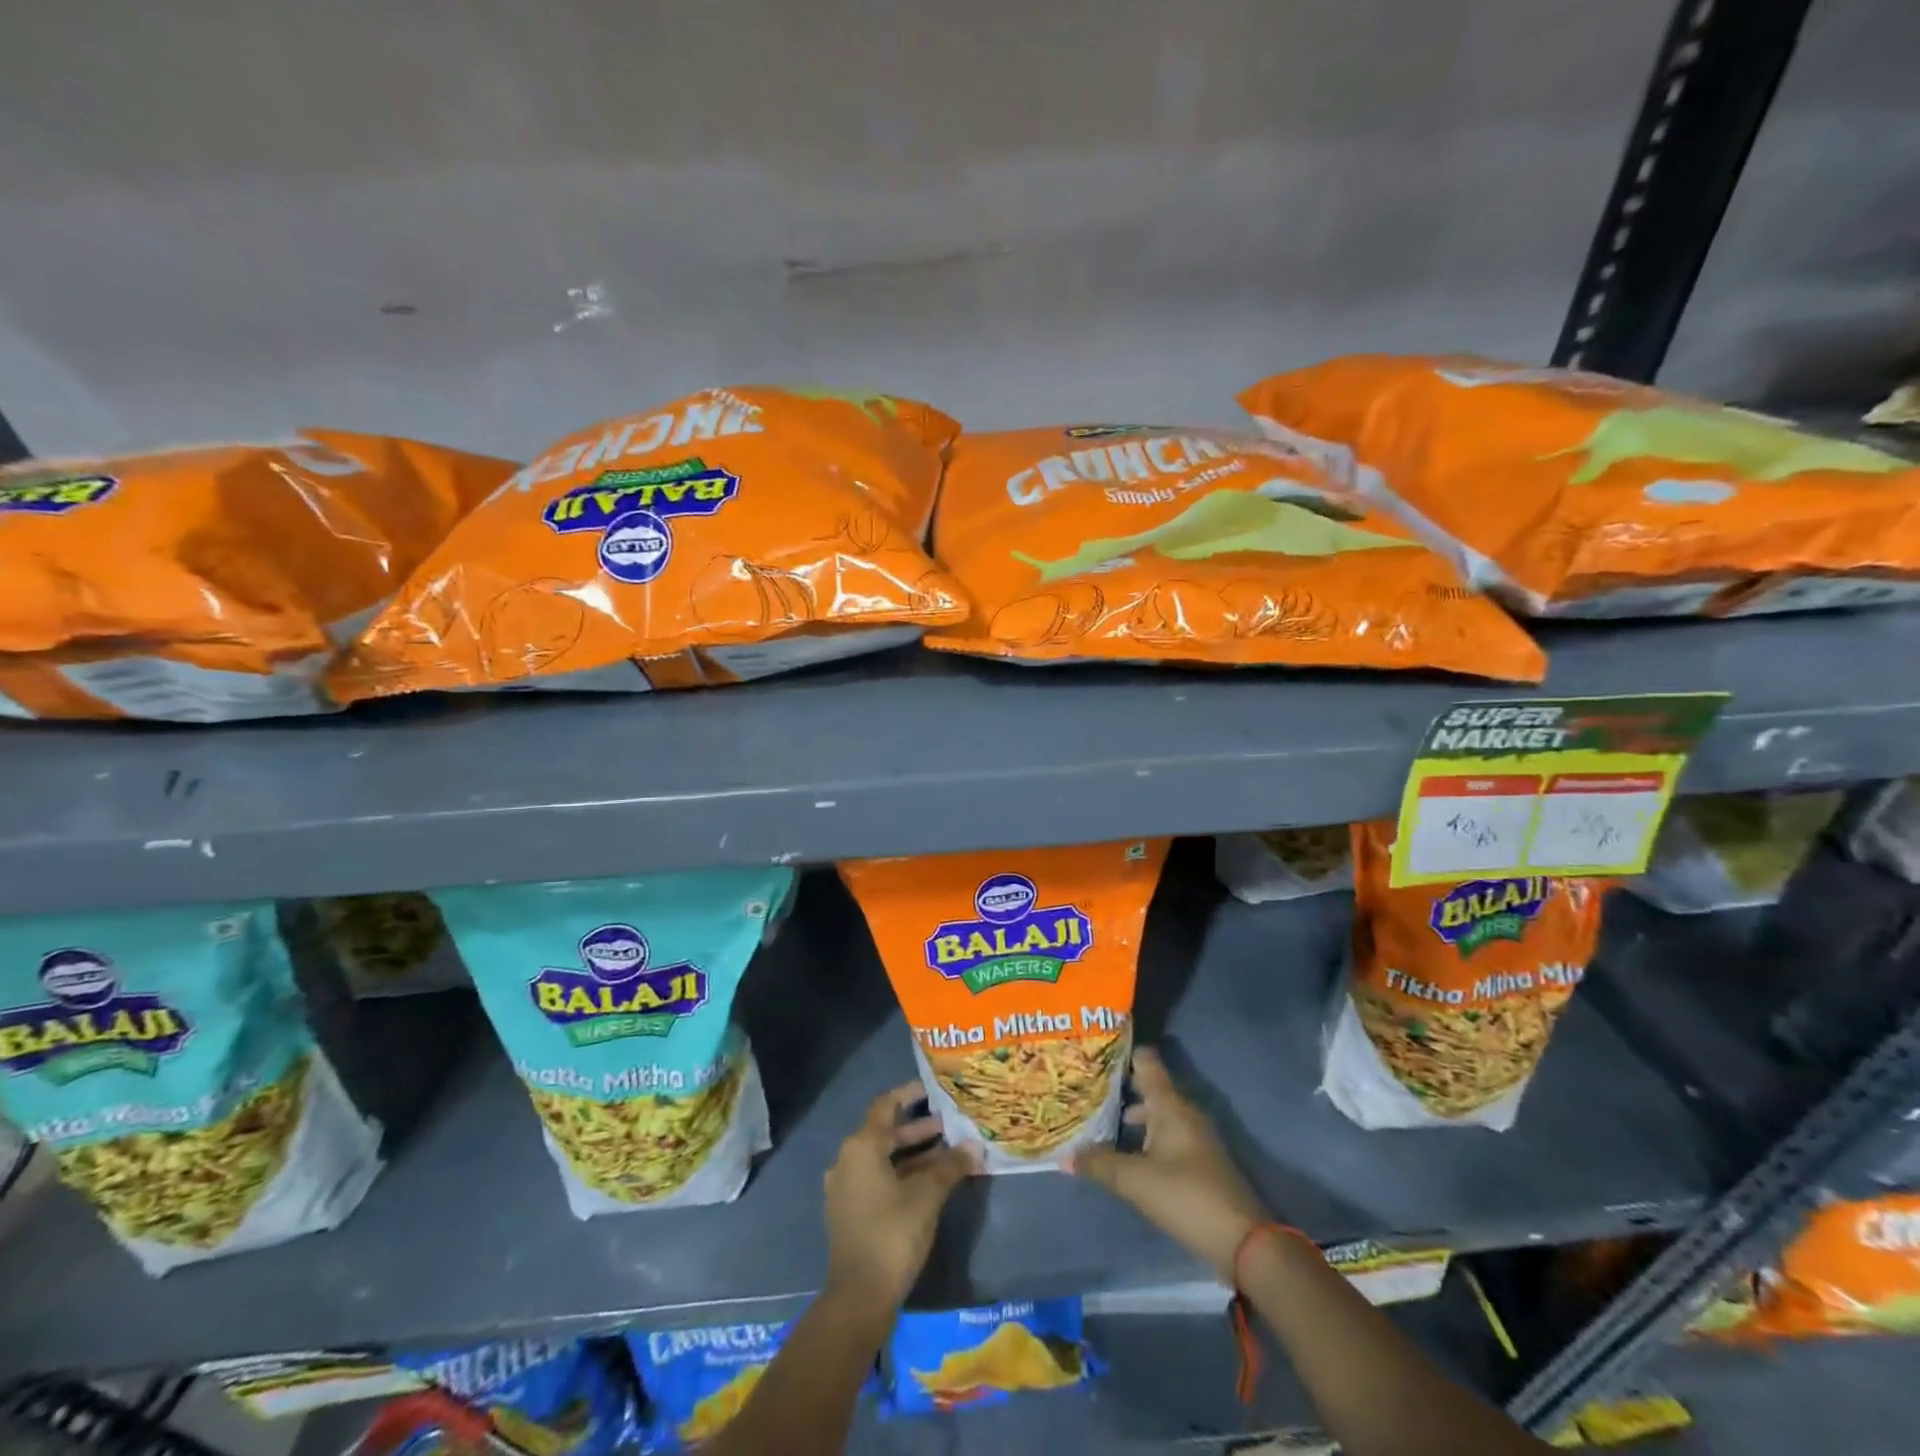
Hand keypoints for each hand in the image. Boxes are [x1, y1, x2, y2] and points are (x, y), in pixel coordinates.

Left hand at [824, 1082, 982, 1308]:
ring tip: (947, 1152)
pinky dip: (901, 1173)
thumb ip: (950, 1166)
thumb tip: (975, 1146)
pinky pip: (877, 1178)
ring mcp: (846, 1187)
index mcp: (861, 1146)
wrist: (859, 1297)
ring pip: (883, 1158)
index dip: (909, 1094)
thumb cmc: (893, 1234)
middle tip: (949, 1123)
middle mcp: (848, 1160)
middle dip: (918, 1128)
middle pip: (885, 1132)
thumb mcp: (927, 1196)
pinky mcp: (850, 1211)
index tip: (933, 1089)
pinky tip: (929, 1182)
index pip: (885, 1106)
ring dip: (913, 1153)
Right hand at [1070, 1047, 1268, 1279]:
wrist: (1243, 1242)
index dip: (1122, 1054)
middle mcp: (1184, 1113)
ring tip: (1099, 1124)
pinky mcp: (1200, 1162)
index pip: (1146, 1062)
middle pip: (1149, 1089)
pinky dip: (1145, 1138)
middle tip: (1086, 1090)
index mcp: (1170, 1105)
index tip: (1093, 1052)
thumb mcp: (1135, 1180)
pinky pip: (1166, 1137)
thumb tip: (1065, 1156)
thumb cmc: (1186, 1196)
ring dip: (1131, 1117)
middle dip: (1119, 1089)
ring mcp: (1195, 1137)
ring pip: (1157, 1115)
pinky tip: (1125, 1154)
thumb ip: (1099, 1164)